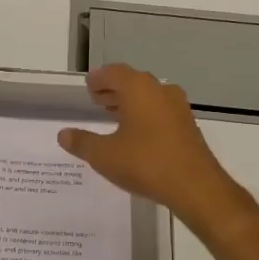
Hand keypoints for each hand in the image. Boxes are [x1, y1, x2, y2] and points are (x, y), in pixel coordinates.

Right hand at [58, 64, 246, 233]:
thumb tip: (63, 134)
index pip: (114, 73)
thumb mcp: (104, 155)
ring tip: (112, 116)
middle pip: (132, 83)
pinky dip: (144, 115)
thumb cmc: (145, 163)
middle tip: (96, 100)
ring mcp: (178, 108)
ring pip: (148, 97)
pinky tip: (135, 134)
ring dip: (130, 103)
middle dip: (113, 90)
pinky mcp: (187, 126)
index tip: (88, 86)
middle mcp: (160, 91)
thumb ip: (82, 142)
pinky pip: (160, 112)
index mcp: (138, 89)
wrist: (194, 186)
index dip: (99, 79)